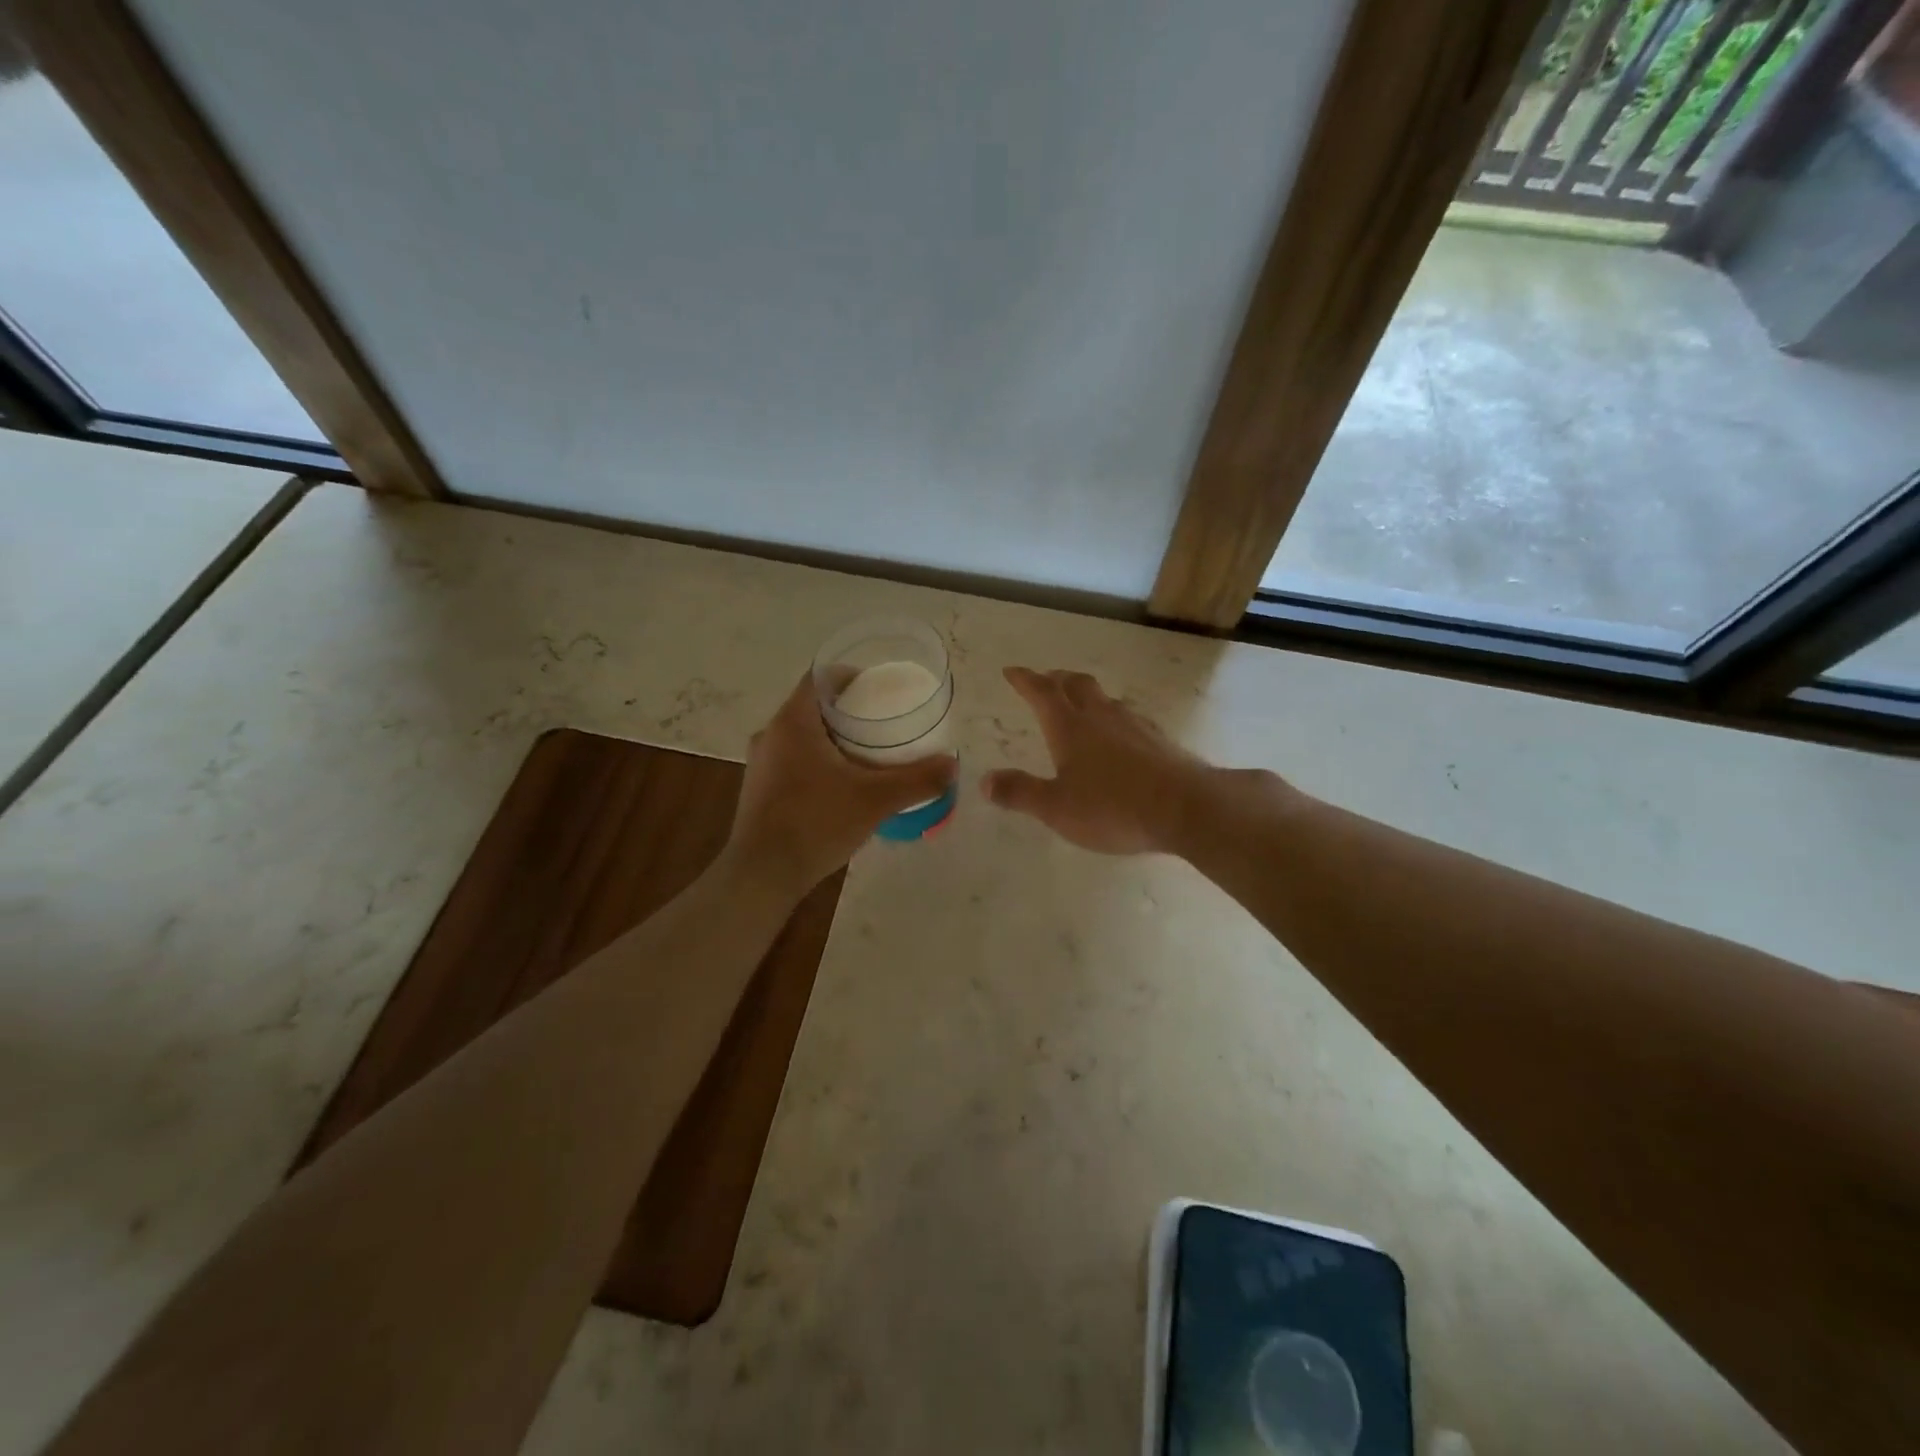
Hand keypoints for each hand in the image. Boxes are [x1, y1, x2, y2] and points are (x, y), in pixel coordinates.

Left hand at [727, 672, 956, 894]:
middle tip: (882, 721)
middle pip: (812, 707)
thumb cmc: (815, 822)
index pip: (820, 677)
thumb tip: (952, 765)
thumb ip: (916, 780)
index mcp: (793, 722)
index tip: (878, 686)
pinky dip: (817, 762)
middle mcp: (771, 734)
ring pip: (801, 736)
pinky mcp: (759, 790)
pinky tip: (841, 785)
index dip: (850, 675)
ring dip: (832, 738)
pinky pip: (792, 761)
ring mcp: (760, 764)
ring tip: (867, 752)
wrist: (762, 874)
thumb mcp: (875, 800)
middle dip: (847, 710)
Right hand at [981, 666, 1210, 854]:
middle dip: (1056, 679)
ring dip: (1087, 695)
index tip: (1011, 671)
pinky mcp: (1158, 740)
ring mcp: (1134, 725)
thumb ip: (1020, 792)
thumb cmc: (1112, 807)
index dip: (1024, 679)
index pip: (1041, 692)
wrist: (1185, 808)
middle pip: (1076, 684)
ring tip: (1080, 705)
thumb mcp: (1056, 808)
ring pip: (1105, 698)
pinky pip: (1129, 717)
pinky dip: (1113, 717)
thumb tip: (984, 781)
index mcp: (1070, 727)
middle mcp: (1101, 716)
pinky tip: (1119, 735)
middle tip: (1045, 680)